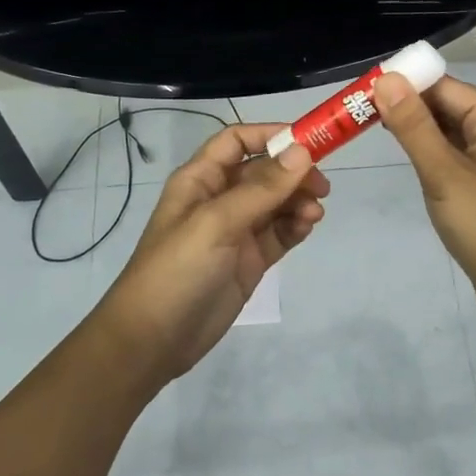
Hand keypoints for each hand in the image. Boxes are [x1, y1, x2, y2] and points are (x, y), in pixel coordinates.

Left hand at [96, 124, 328, 381]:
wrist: (154, 340)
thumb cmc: (177, 270)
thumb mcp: (216, 223)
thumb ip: (261, 188)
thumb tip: (302, 151)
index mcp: (200, 179)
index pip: (237, 141)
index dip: (270, 135)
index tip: (308, 141)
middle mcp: (219, 199)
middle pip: (264, 171)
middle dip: (293, 172)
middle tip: (321, 186)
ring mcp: (236, 231)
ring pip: (276, 202)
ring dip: (298, 200)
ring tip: (314, 213)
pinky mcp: (250, 260)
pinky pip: (280, 232)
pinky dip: (296, 225)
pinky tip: (307, 226)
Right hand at [375, 73, 475, 319]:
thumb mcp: (444, 174)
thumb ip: (414, 126)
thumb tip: (386, 79)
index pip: (446, 87)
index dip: (406, 84)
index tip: (364, 88)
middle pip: (448, 106)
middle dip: (407, 106)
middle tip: (358, 109)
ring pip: (448, 132)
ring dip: (415, 129)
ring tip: (370, 126)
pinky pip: (453, 155)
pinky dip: (429, 152)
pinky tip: (404, 155)